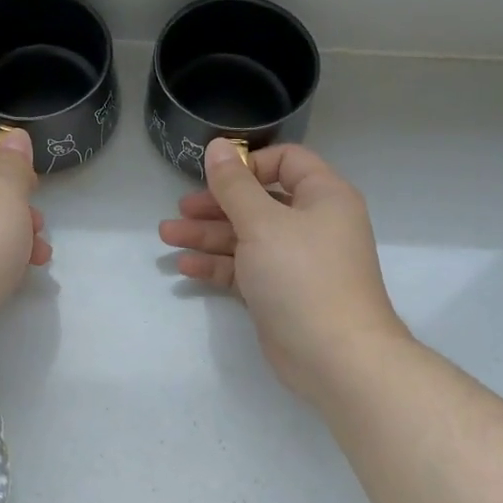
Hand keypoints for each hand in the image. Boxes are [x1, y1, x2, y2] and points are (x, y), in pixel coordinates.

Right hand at [159, 139, 409, 404]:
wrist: (335, 356)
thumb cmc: (302, 275)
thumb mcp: (262, 222)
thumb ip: (234, 185)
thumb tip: (218, 146)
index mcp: (323, 196)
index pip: (286, 162)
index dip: (248, 164)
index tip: (214, 176)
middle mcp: (312, 224)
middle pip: (258, 201)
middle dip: (216, 204)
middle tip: (180, 209)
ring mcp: (296, 261)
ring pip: (247, 237)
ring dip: (208, 235)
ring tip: (167, 236)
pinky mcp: (280, 292)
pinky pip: (245, 268)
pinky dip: (218, 265)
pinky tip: (185, 267)